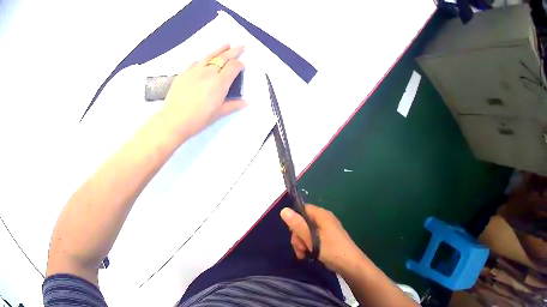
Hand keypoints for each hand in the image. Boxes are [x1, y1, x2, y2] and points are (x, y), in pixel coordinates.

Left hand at [162, 44, 246, 137]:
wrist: (173, 120)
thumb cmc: (197, 119)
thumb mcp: (218, 114)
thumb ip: (232, 105)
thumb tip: (245, 103)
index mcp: (219, 83)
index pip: (233, 66)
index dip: (240, 65)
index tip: (242, 67)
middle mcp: (208, 73)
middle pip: (223, 57)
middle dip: (234, 51)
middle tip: (241, 47)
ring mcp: (195, 71)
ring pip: (210, 56)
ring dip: (220, 49)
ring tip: (226, 45)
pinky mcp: (184, 73)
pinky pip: (196, 62)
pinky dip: (203, 59)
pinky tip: (204, 60)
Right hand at [280, 204, 364, 273]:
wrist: (350, 264)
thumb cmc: (332, 250)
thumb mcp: (312, 239)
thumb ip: (298, 225)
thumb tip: (283, 210)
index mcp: (322, 215)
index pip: (303, 209)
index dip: (295, 220)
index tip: (293, 233)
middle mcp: (324, 220)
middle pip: (302, 222)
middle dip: (298, 236)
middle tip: (300, 249)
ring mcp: (326, 230)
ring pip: (306, 232)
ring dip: (301, 243)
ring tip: (303, 255)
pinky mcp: (327, 239)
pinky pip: (312, 239)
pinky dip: (308, 246)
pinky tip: (307, 255)